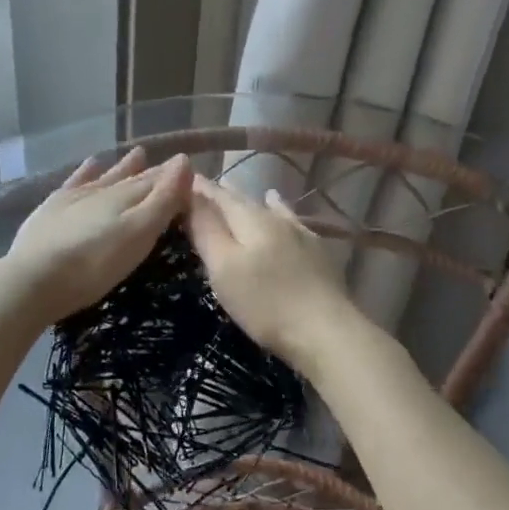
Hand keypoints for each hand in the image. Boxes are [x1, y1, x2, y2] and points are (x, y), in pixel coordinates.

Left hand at [3, 148, 191, 325]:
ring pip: (107, 176)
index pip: (158, 181)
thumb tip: (184, 160)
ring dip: (124, 166)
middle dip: (153, 172)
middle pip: (134, 178)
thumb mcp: (139, 234)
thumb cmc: (95, 264)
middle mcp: (103, 189)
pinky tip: (92, 163)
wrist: (33, 279)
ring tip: (138, 153)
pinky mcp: (52, 208)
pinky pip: (76, 181)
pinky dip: (87, 171)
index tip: (190, 168)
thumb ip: (163, 199)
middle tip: (170, 163)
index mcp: (128, 197)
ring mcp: (75, 197)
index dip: (175, 176)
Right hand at [186, 176, 358, 365]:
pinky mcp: (317, 253)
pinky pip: (291, 222)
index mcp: (250, 219)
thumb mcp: (224, 267)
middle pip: (243, 201)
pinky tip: (282, 210)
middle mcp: (276, 218)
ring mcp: (300, 234)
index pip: (218, 196)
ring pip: (269, 209)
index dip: (199, 189)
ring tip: (235, 188)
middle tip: (202, 187)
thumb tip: (190, 192)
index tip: (181, 179)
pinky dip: (280, 211)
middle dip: (221, 194)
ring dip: (249, 201)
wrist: (327, 330)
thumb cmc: (265, 302)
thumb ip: (207, 229)